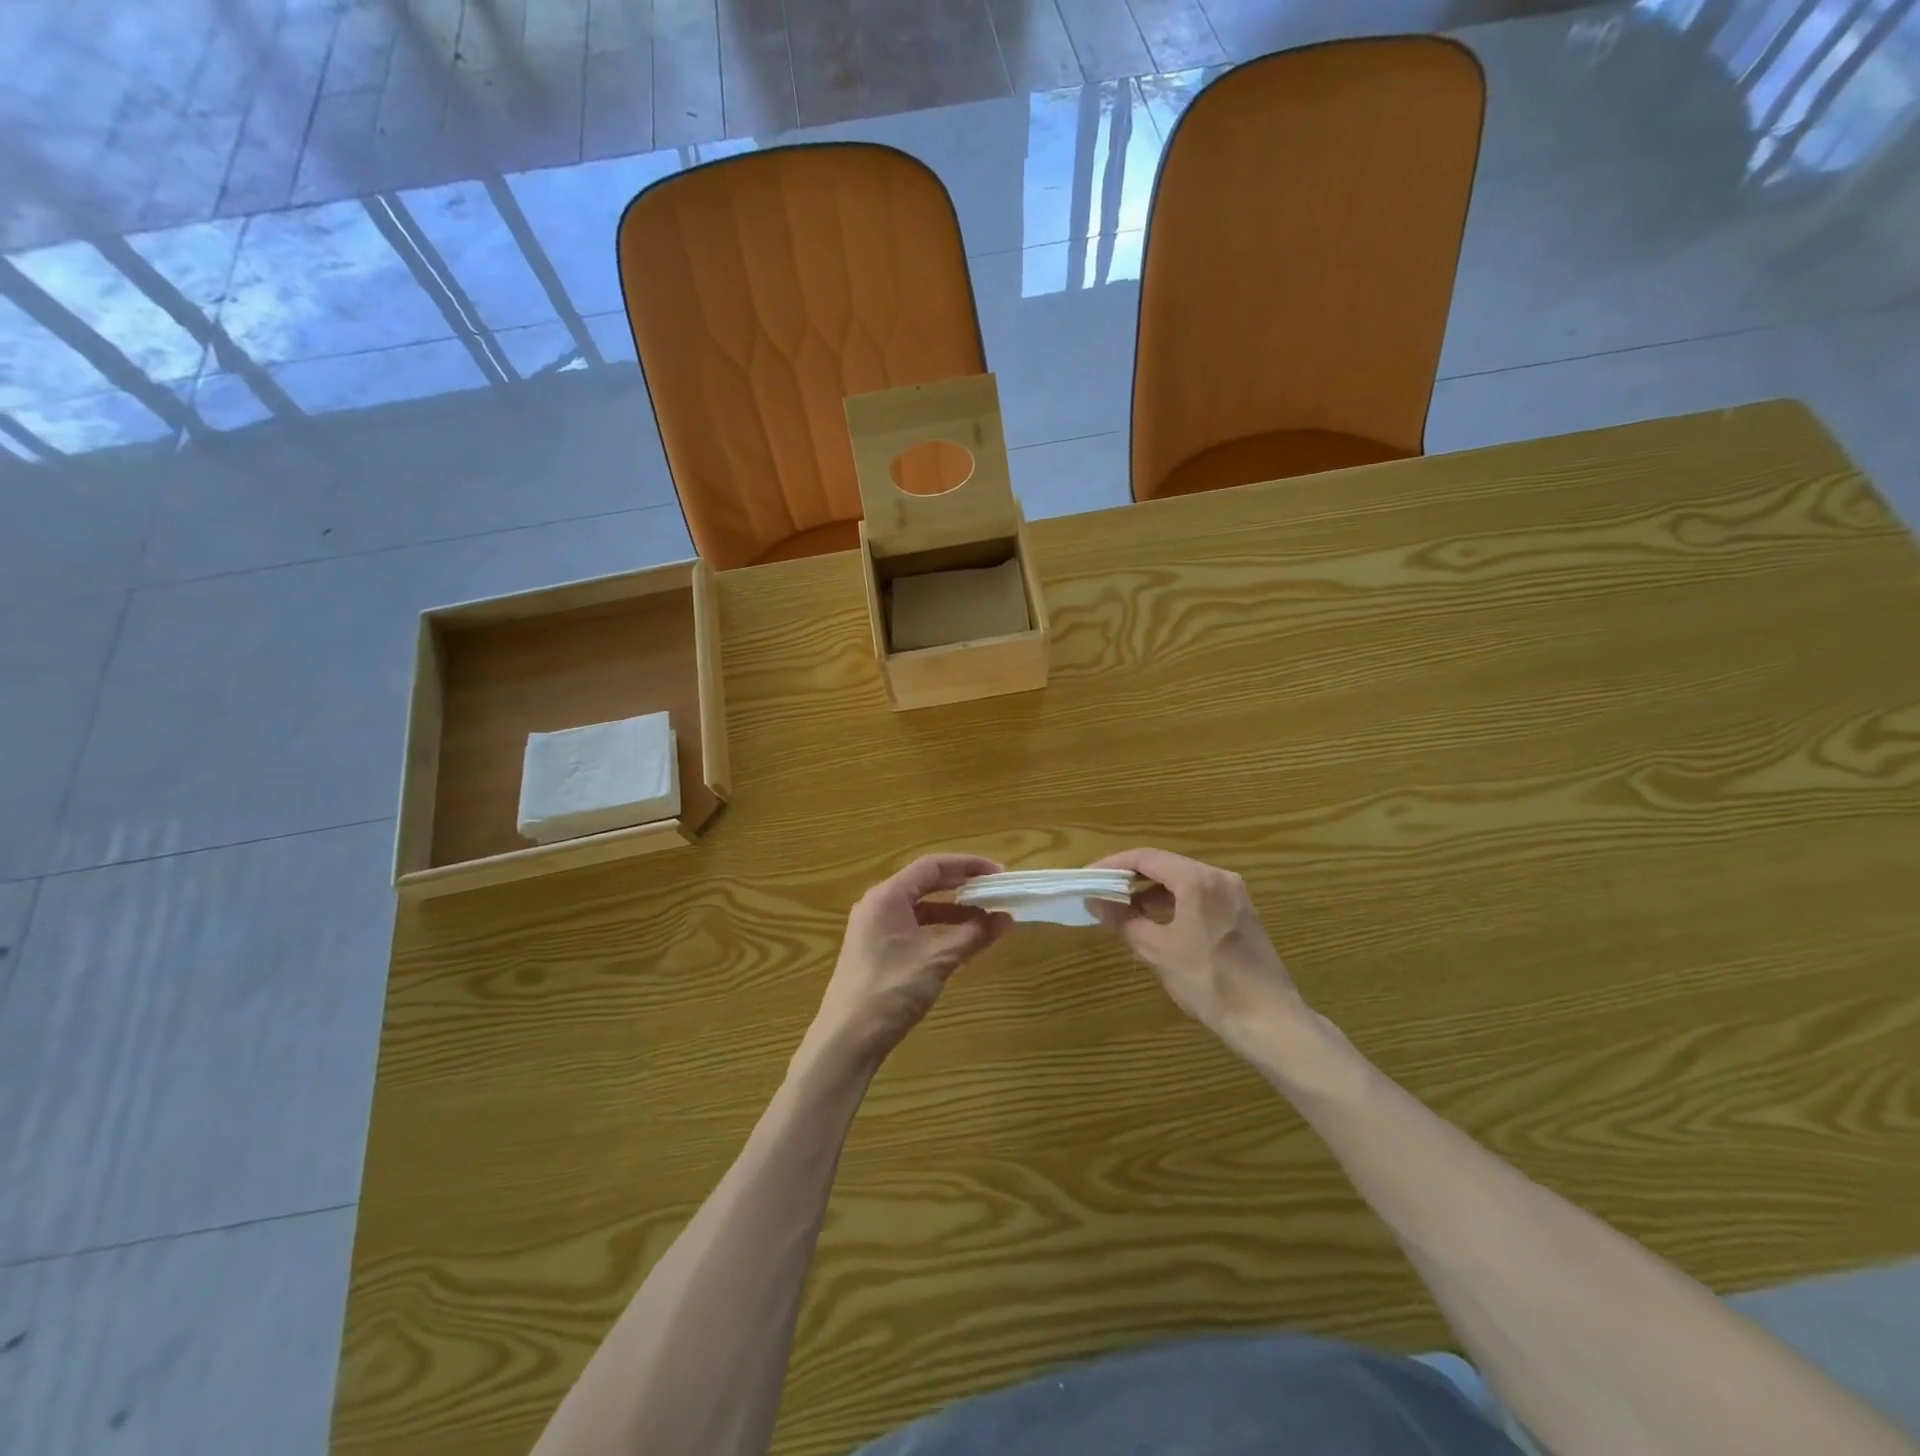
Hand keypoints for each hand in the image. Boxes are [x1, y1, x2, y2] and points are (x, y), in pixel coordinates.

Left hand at [807, 855, 1010, 1069]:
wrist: (847, 1039)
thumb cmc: (891, 990)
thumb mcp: (938, 959)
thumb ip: (974, 935)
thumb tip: (1006, 918)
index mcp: (887, 896)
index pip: (932, 866)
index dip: (967, 865)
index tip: (998, 872)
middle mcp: (878, 905)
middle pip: (925, 883)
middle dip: (962, 887)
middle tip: (995, 891)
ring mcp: (874, 929)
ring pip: (920, 909)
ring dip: (952, 912)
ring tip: (985, 920)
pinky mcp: (875, 951)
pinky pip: (913, 928)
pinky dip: (938, 930)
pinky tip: (960, 943)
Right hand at [1091, 849, 1307, 1058]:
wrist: (1267, 1019)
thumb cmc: (1208, 981)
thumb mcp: (1157, 950)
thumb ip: (1123, 920)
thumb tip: (1095, 901)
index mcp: (1197, 880)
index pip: (1146, 857)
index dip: (1114, 864)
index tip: (1090, 876)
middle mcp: (1219, 877)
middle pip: (1166, 865)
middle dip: (1132, 877)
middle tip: (1103, 891)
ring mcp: (1235, 895)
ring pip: (1184, 880)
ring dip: (1152, 891)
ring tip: (1125, 910)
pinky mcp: (1242, 914)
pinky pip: (1200, 895)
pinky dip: (1175, 902)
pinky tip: (1158, 922)